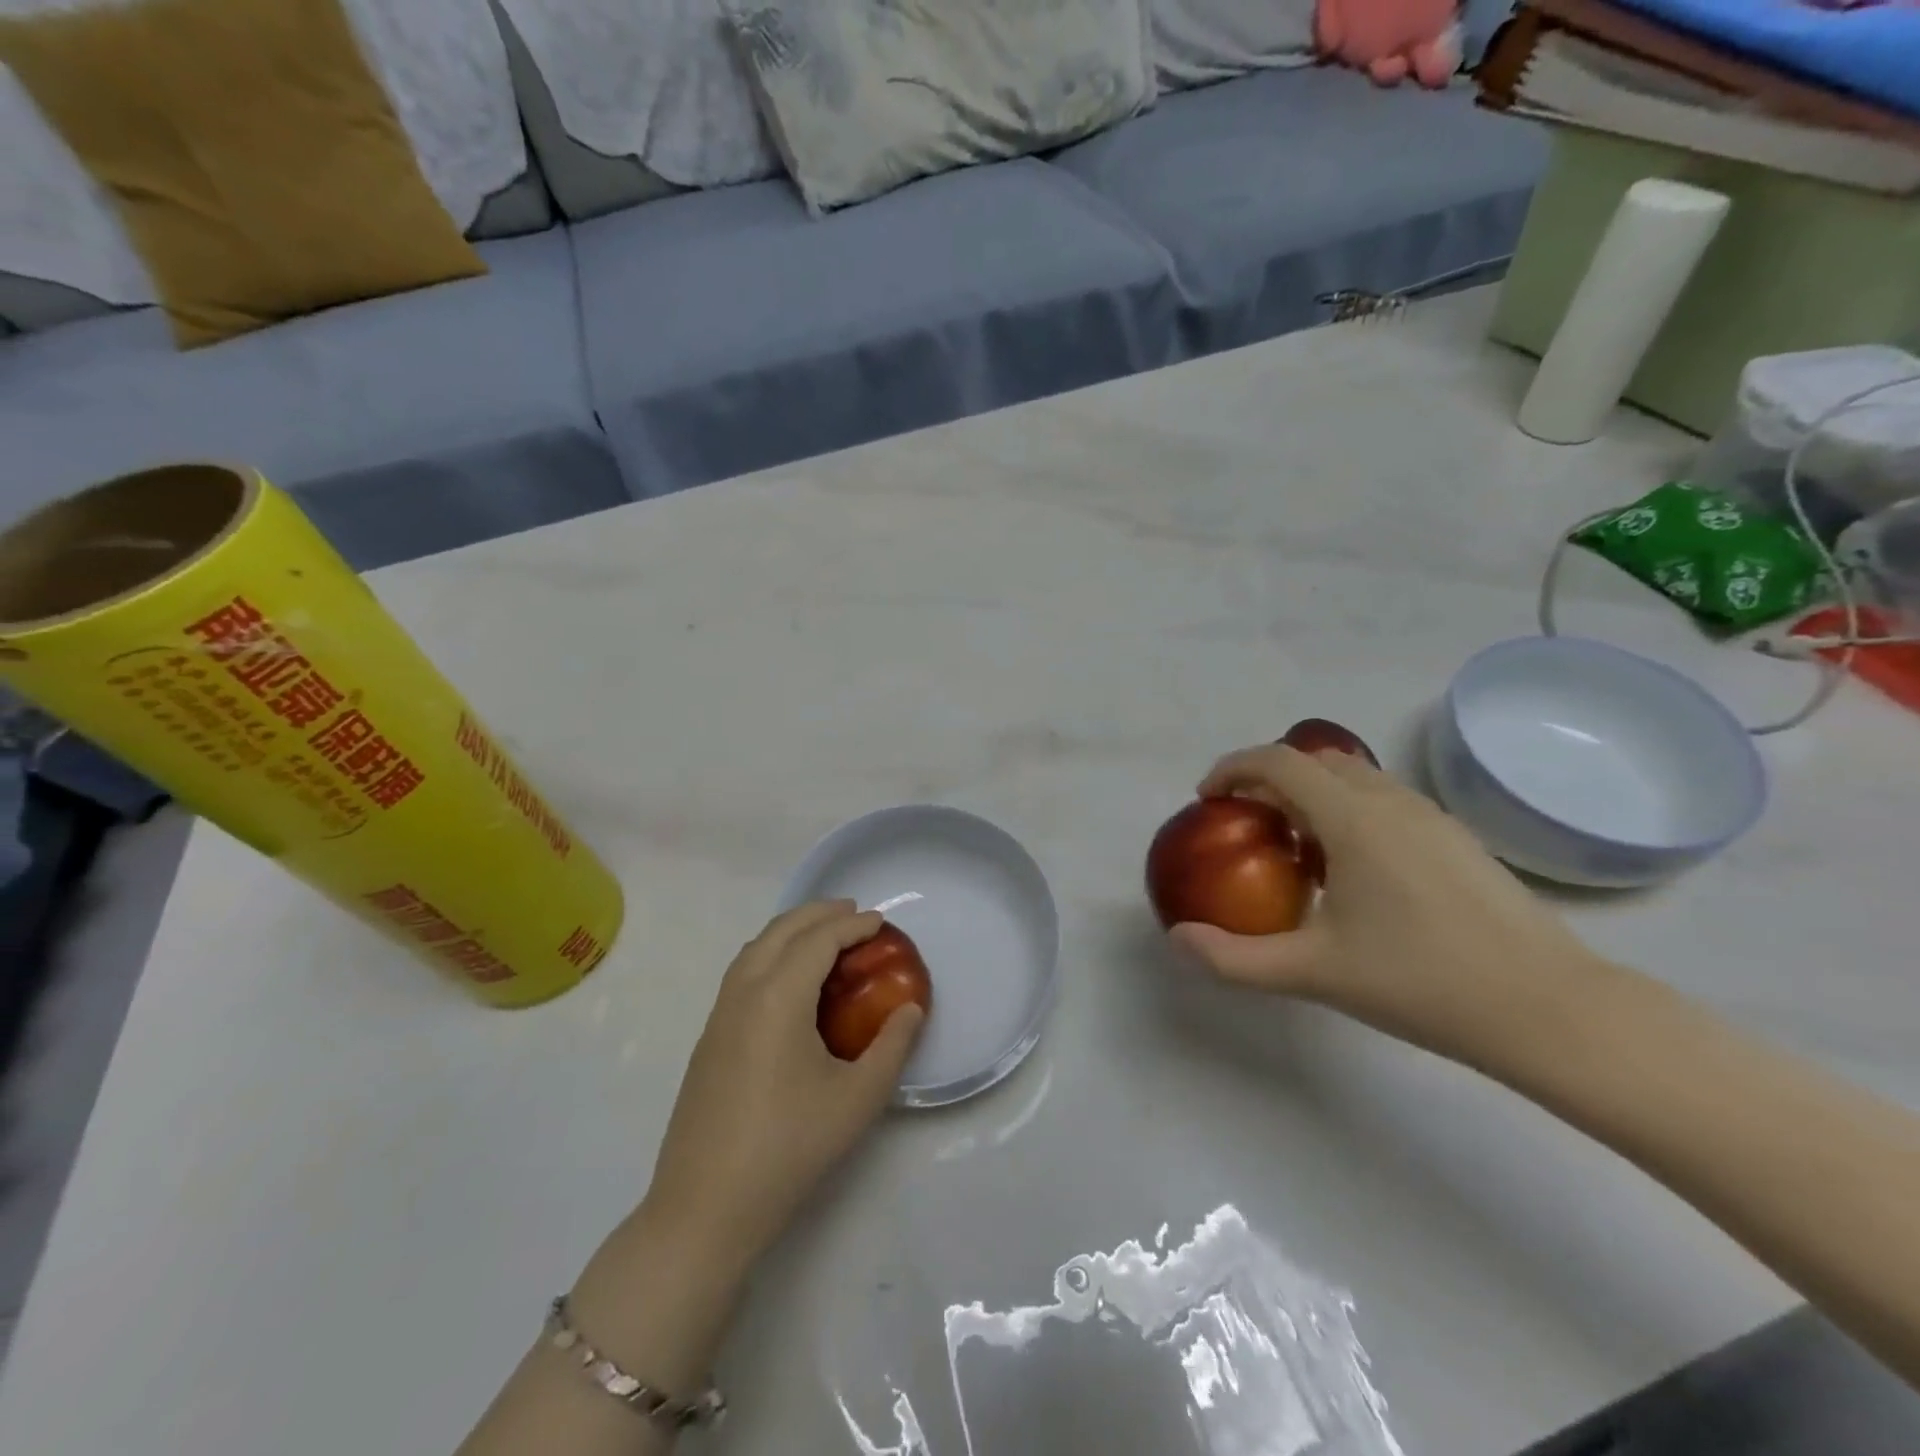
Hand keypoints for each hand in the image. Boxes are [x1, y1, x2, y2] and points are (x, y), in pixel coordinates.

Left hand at [641, 901, 923, 1267]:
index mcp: (778, 998)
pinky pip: (742, 973)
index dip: (852, 925)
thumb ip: (892, 1047)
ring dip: (790, 931)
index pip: (818, 940)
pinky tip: (789, 981)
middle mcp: (743, 993)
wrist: (704, 1209)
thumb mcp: (857, 1100)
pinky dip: (770, 954)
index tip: (881, 921)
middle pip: (781, 931)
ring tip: (823, 936)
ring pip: (755, 949)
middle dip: (818, 914)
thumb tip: (910, 1010)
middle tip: (853, 912)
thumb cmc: (788, 1149)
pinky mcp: (708, 1039)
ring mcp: (719, 1016)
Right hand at [1170, 745, 1607, 1069]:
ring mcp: (1431, 817)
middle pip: (1315, 760)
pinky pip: (1384, 801)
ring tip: (1293, 848)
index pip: (1278, 762)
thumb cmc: (1423, 982)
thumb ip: (1234, 959)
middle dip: (1268, 779)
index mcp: (1353, 819)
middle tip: (1245, 823)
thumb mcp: (1313, 973)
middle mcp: (1391, 801)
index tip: (1208, 799)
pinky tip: (1351, 871)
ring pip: (1354, 779)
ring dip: (1310, 794)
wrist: (1550, 1010)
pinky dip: (1348, 811)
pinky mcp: (1457, 839)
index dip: (1232, 768)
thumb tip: (1177, 941)